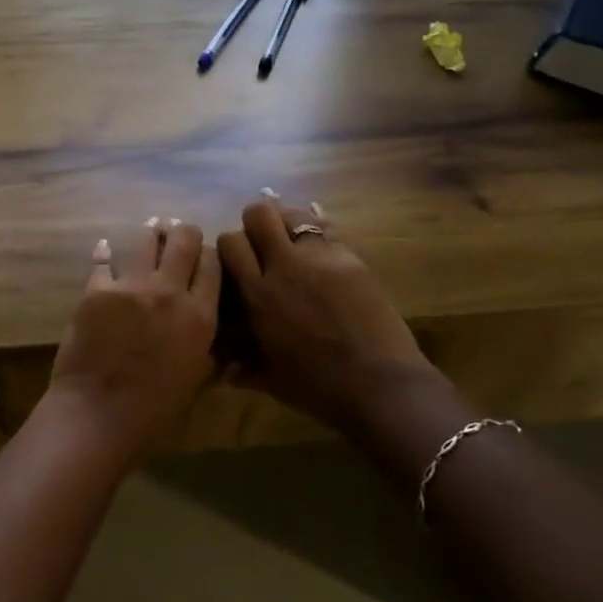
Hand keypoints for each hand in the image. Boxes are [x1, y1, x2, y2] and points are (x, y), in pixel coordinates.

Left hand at [43, 218, 221, 467]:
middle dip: (185, 233)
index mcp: (200, 317)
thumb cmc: (153, 413)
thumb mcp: (194, 381)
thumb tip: (220, 345)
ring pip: (147, 241)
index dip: (210, 255)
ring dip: (152, 234)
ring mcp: (132, 286)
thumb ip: (207, 352)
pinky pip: (103, 261)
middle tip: (180, 234)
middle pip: (185, 240)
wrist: (98, 416)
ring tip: (153, 229)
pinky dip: (105, 253)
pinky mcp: (97, 290)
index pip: (214, 265)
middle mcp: (170, 292)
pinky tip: (105, 246)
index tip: (204, 256)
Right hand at [217, 193, 440, 431]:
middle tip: (264, 242)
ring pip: (296, 215)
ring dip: (289, 224)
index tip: (238, 261)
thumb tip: (222, 369)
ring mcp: (321, 257)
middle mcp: (285, 266)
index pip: (230, 242)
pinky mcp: (352, 259)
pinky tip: (324, 260)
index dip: (231, 247)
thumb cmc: (319, 389)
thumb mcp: (271, 379)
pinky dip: (321, 240)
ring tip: (295, 245)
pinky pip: (329, 234)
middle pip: (260, 213)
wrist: (381, 386)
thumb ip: (242, 366)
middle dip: (257, 221)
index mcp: (259, 294)